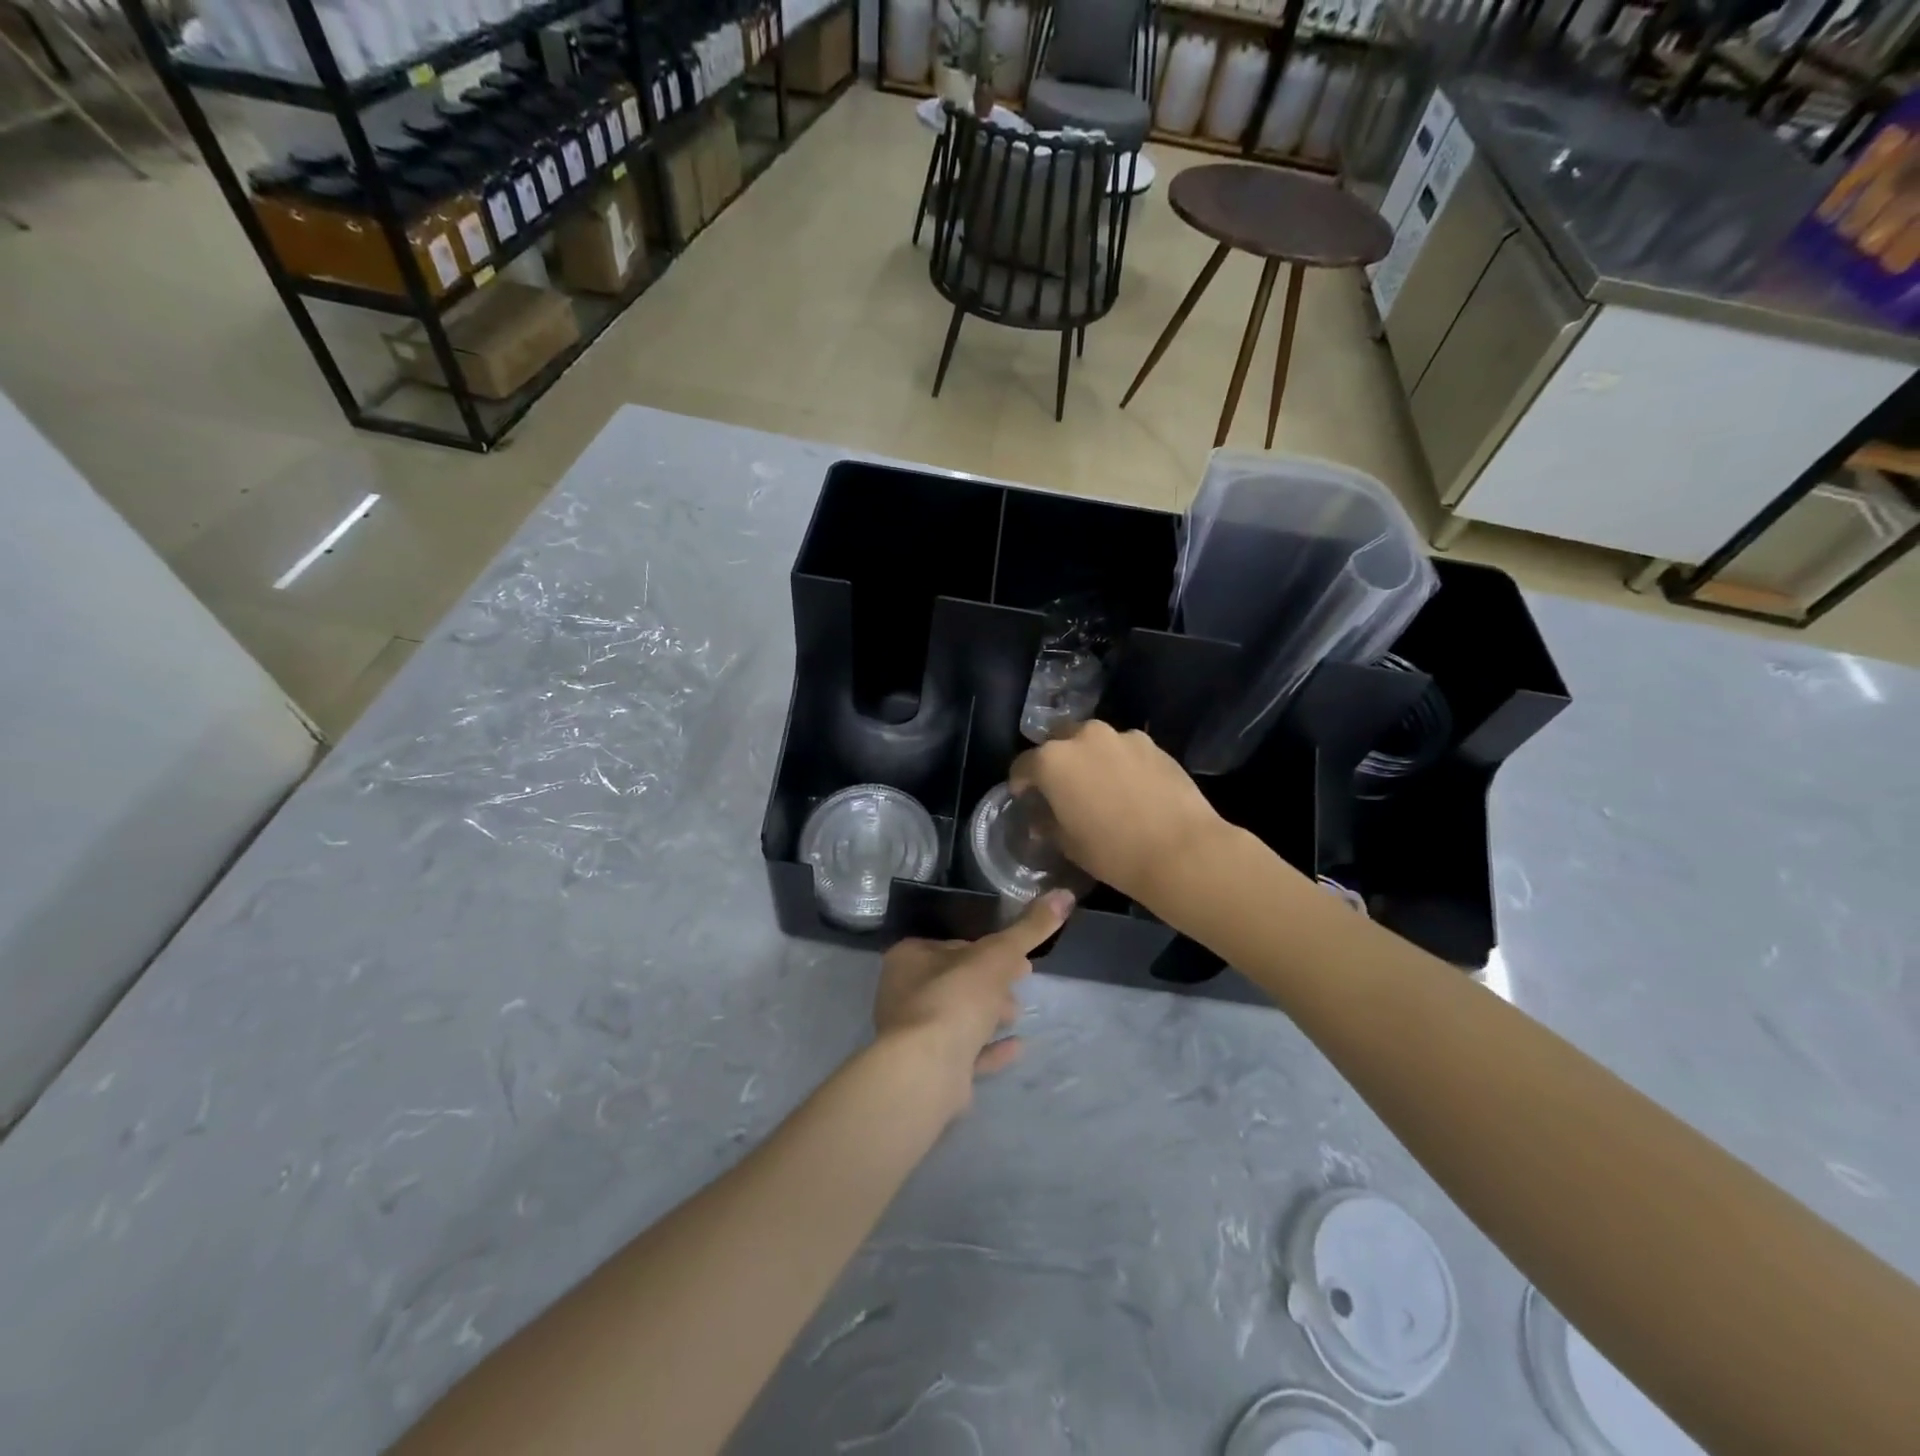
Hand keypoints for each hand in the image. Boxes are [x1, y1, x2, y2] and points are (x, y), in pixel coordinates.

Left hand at [874, 890, 1073, 1105]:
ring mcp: (914, 1035)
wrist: (926, 1070)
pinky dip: (989, 1048)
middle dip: (991, 982)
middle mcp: (905, 993)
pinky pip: (964, 1053)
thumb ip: (1029, 928)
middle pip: (957, 981)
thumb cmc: (955, 998)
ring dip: (989, 1014)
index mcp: (910, 958)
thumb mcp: (998, 955)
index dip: (989, 950)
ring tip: (1018, 1014)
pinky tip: (1017, 1046)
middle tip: (1022, 982)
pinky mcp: (928, 1069)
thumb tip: (1064, 895)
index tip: (1019, 956)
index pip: (955, 946)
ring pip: (958, 1017)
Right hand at [1009, 721, 1229, 907]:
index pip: (1022, 765)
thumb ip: (1047, 823)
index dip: (1021, 784)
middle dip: (1056, 763)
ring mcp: (1121, 736)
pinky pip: (1124, 750)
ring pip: (1093, 743)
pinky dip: (1120, 763)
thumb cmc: (1113, 852)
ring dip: (1089, 759)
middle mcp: (1083, 737)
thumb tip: (1041, 817)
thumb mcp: (1068, 844)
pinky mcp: (1152, 744)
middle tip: (1063, 790)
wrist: (1182, 851)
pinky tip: (1131, 789)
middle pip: (1058, 743)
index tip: (1026, 799)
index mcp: (1052, 760)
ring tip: (1100, 787)